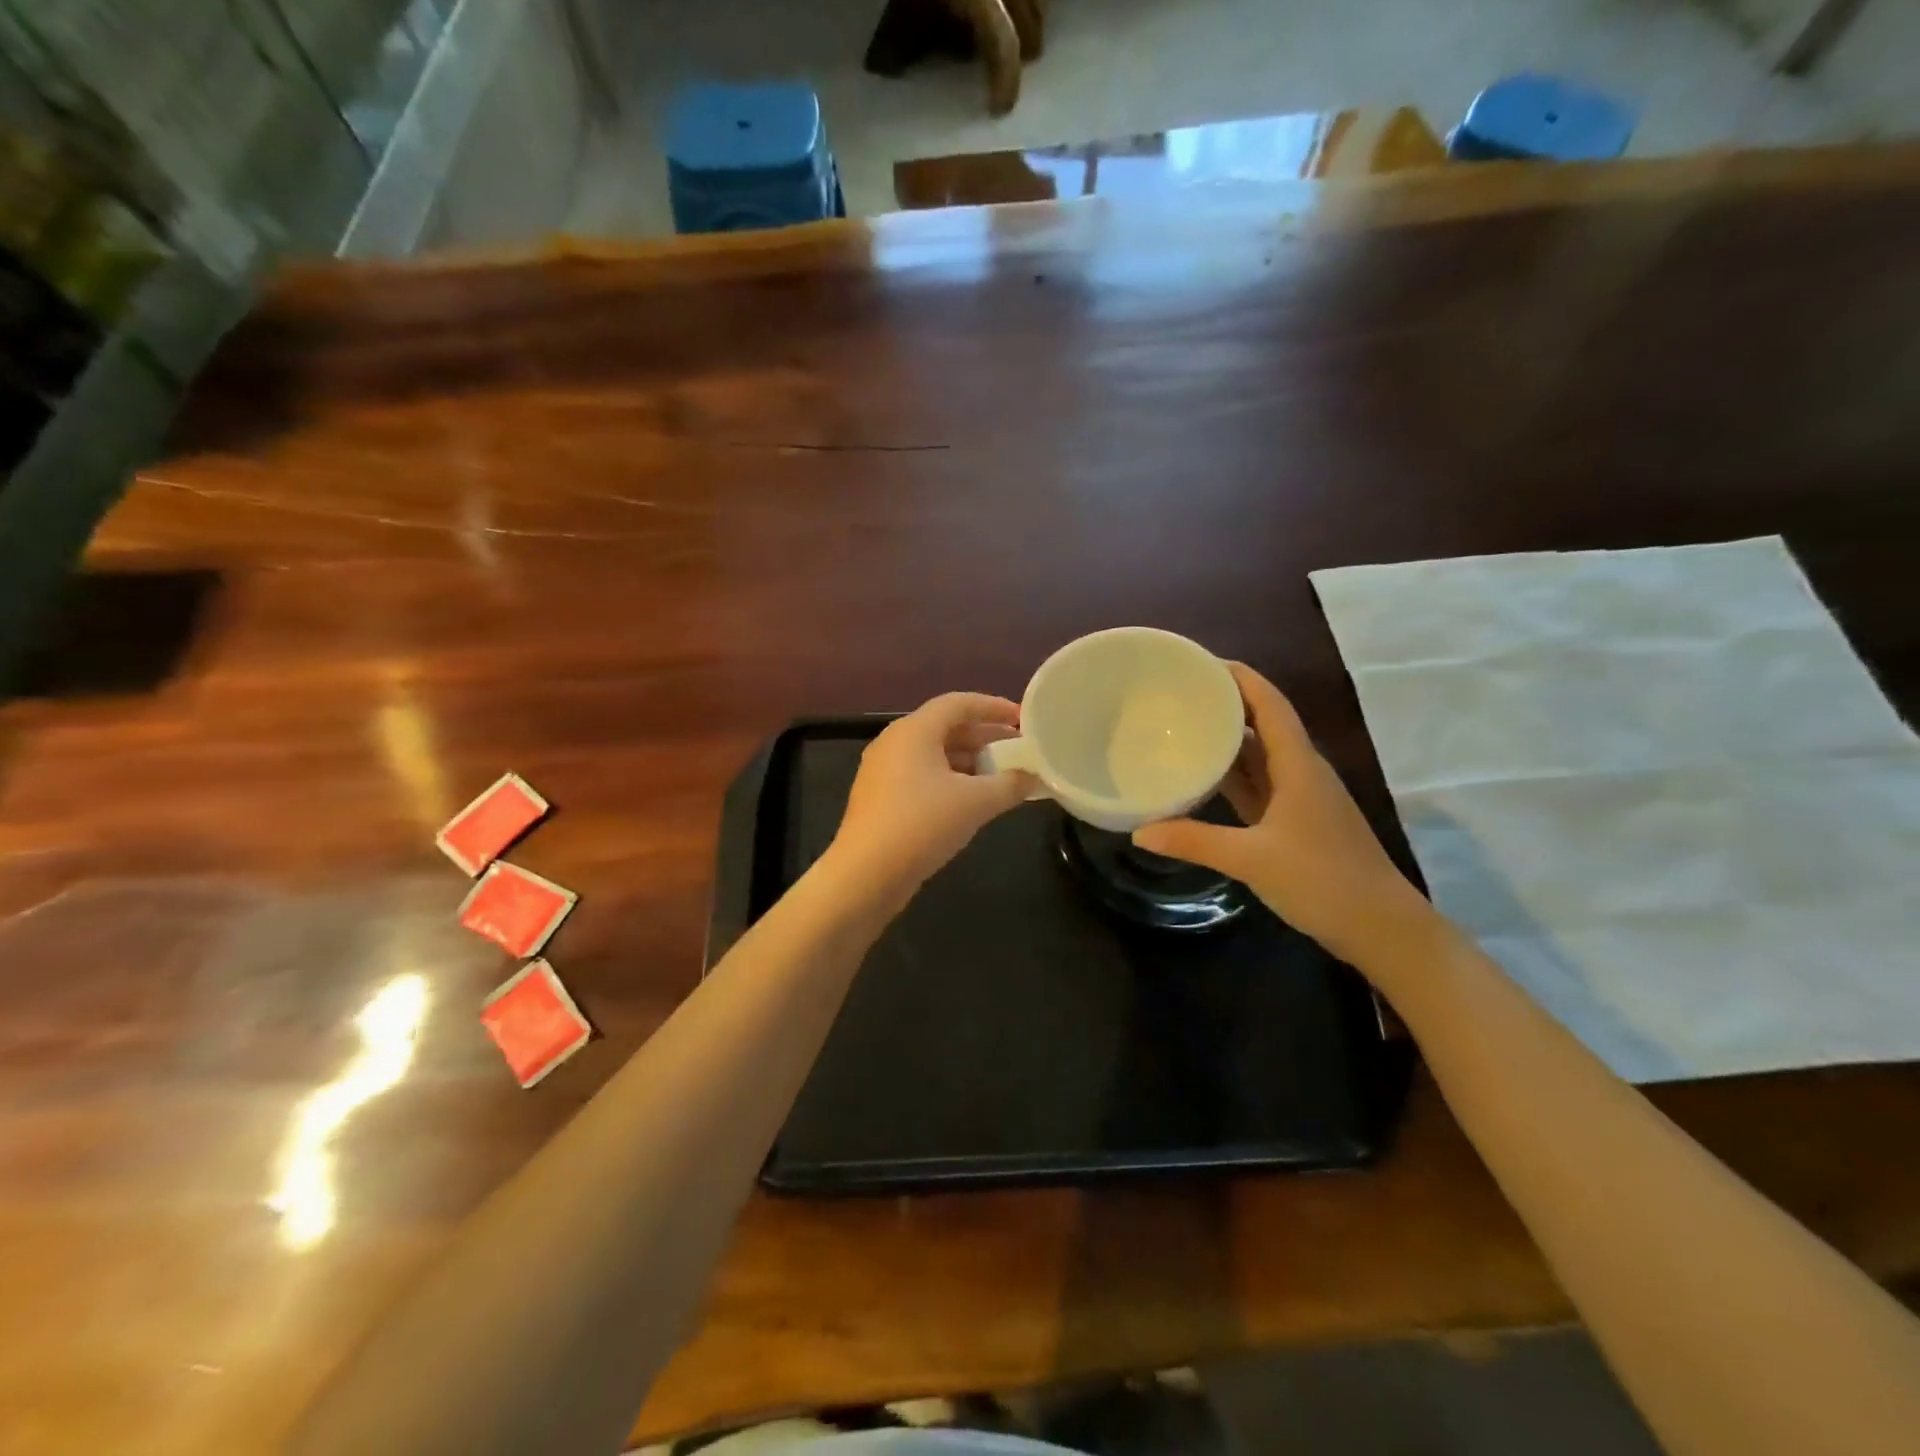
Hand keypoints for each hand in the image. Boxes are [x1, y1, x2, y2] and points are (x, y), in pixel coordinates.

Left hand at [832, 692, 1033, 892]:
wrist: (866, 874)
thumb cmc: (922, 824)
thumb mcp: (975, 802)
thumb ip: (1010, 784)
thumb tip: (1033, 777)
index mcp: (914, 730)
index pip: (959, 703)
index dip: (994, 707)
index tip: (1022, 718)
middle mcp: (894, 742)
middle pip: (945, 727)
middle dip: (984, 736)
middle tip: (1017, 748)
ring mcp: (883, 770)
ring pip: (933, 754)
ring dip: (968, 760)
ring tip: (1001, 775)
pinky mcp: (880, 797)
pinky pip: (921, 775)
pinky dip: (950, 779)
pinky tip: (971, 800)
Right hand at [1132, 663, 1434, 967]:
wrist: (1382, 928)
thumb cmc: (1324, 881)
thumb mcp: (1253, 860)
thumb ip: (1195, 841)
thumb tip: (1139, 831)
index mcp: (1299, 765)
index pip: (1269, 704)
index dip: (1240, 677)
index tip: (1201, 662)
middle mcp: (1300, 771)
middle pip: (1263, 722)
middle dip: (1226, 702)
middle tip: (1179, 693)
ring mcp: (1299, 798)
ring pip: (1259, 755)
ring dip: (1228, 738)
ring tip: (1183, 724)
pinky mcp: (1294, 822)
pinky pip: (1258, 784)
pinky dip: (1232, 775)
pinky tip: (1202, 775)